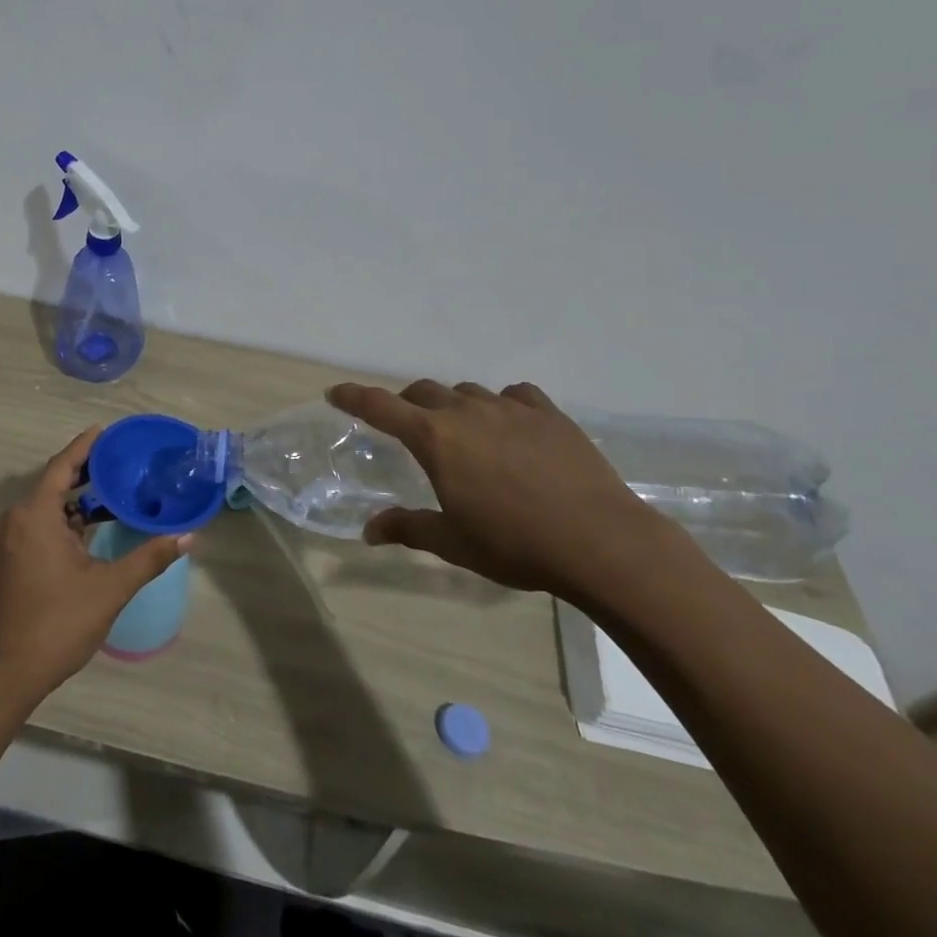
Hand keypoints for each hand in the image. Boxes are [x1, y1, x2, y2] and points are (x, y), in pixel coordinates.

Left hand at [0, 427, 191, 707]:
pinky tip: (91, 528)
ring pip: (47, 507)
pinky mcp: (9, 559)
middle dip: (87, 472)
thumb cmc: (57, 624)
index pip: (62, 466)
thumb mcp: (109, 589)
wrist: (6, 673)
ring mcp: (10, 541)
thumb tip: (188, 536)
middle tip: (121, 461)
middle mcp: (17, 519)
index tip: (106, 430)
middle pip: (54, 483)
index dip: (85, 446)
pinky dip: (65, 520)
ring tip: (114, 491)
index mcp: (35, 515)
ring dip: (77, 500)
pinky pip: (39, 525)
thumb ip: (149, 558)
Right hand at [328, 379, 677, 601]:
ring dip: (453, 406)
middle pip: (422, 392)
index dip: (353, 397)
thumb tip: (368, 531)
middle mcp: (466, 411)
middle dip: (405, 404)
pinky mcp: (549, 414)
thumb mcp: (453, 542)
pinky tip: (510, 424)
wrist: (602, 542)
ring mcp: (510, 408)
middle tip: (405, 425)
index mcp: (435, 438)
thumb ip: (408, 528)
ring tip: (461, 431)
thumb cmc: (515, 544)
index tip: (335, 393)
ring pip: (466, 392)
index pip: (380, 406)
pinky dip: (501, 405)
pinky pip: (514, 395)